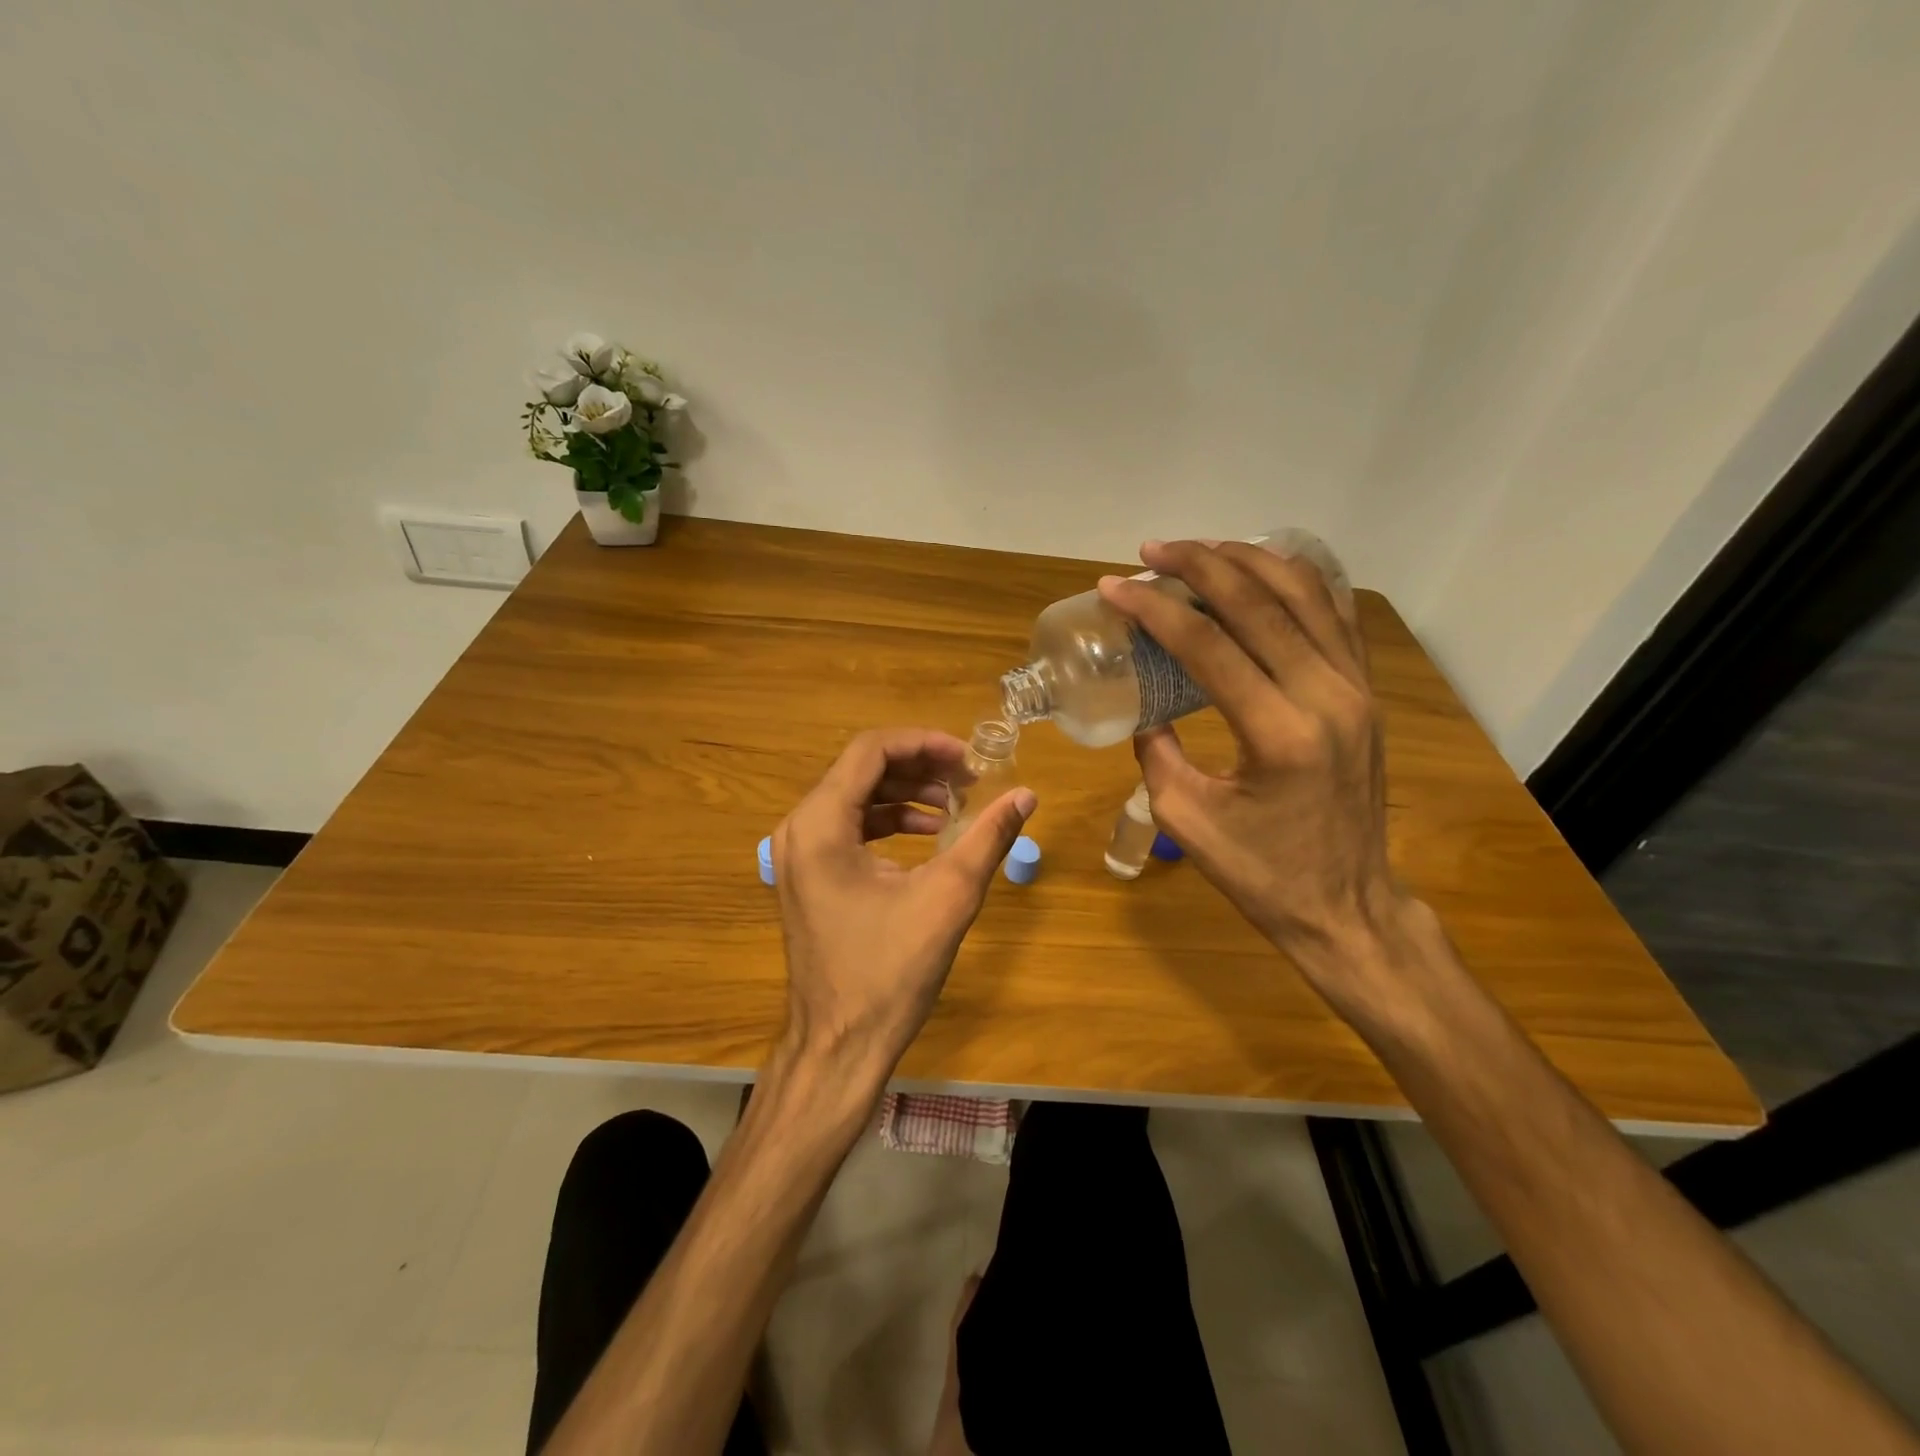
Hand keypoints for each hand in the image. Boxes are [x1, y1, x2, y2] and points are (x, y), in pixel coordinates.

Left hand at [772, 728, 1036, 1088]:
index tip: (969, 758)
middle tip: (970, 779)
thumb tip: (1026, 795)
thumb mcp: (947, 898)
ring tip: (957, 804)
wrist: (840, 1045)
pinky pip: (849, 827)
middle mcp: (799, 829)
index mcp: (820, 825)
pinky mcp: (808, 876)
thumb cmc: (889, 973)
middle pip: (862, 770)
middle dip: (920, 767)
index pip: (870, 750)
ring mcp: (798, 854)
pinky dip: (890, 821)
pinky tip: (930, 835)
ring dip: (907, 793)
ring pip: (856, 796)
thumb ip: (987, 838)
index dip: (924, 743)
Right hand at [1098, 541, 1417, 1011]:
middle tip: (1151, 551)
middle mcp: (1328, 696)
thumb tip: (1144, 710)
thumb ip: (1157, 753)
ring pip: (1305, 593)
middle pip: (1259, 602)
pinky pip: (1333, 614)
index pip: (1208, 645)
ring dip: (1248, 561)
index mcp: (1279, 733)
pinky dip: (1294, 581)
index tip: (1113, 587)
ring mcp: (1357, 689)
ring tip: (1200, 551)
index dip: (1154, 608)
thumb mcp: (1187, 820)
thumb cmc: (1262, 876)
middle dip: (1198, 565)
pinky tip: (1259, 573)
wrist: (1347, 907)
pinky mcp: (1366, 692)